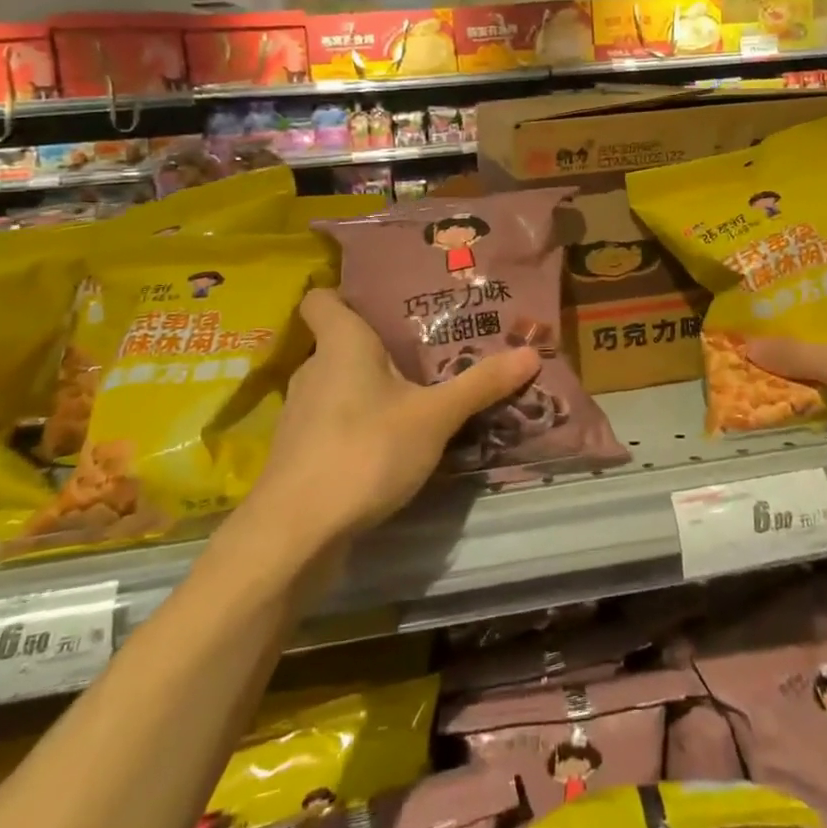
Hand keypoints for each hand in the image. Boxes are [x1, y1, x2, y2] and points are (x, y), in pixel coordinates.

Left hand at [244, 288, 539, 549]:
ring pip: (339, 385)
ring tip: (418, 392)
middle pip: (340, 343)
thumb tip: (530, 352)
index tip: (382, 299)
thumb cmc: (364, 451)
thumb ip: (480, 384)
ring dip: (371, 388)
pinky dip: (359, 423)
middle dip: (379, 345)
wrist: (295, 534)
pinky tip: (392, 441)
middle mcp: (314, 370)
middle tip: (426, 348)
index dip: (344, 293)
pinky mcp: (301, 454)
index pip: (322, 299)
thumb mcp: (434, 417)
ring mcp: (301, 415)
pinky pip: (335, 421)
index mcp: (340, 343)